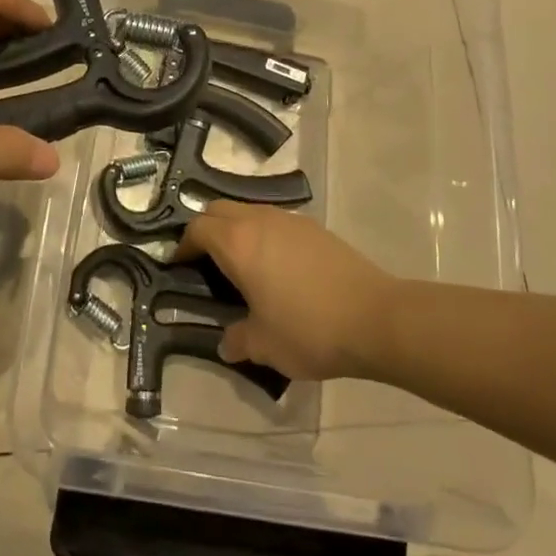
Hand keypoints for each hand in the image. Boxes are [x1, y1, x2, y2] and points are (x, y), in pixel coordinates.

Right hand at [178, 201, 397, 381]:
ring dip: (236, 230)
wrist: (375, 317)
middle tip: (205, 261)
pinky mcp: (314, 228)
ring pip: (249, 211)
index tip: (180, 266)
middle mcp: (260, 221)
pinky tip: (277, 267)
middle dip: (206, 230)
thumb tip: (227, 343)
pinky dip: (263, 235)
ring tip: (241, 264)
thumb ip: (238, 340)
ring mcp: (290, 220)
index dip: (183, 245)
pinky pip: (275, 221)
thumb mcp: (265, 345)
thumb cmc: (309, 329)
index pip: (198, 228)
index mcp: (238, 244)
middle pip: (219, 210)